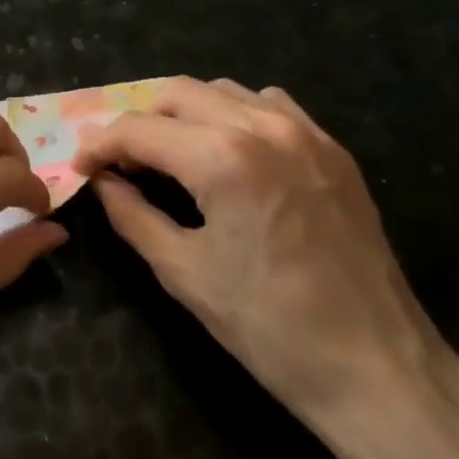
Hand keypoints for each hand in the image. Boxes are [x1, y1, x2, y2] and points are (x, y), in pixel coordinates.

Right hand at [72, 77, 445, 426]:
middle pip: (178, 94)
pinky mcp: (333, 149)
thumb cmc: (269, 327)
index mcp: (223, 158)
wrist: (376, 367)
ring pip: (224, 91)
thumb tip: (103, 182)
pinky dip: (234, 116)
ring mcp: (306, 133)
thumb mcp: (183, 272)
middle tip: (122, 164)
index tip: (82, 167)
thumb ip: (132, 215)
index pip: (140, 129)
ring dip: (185, 115)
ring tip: (171, 157)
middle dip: (139, 122)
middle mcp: (264, 127)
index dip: (100, 144)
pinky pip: (270, 106)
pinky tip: (229, 155)